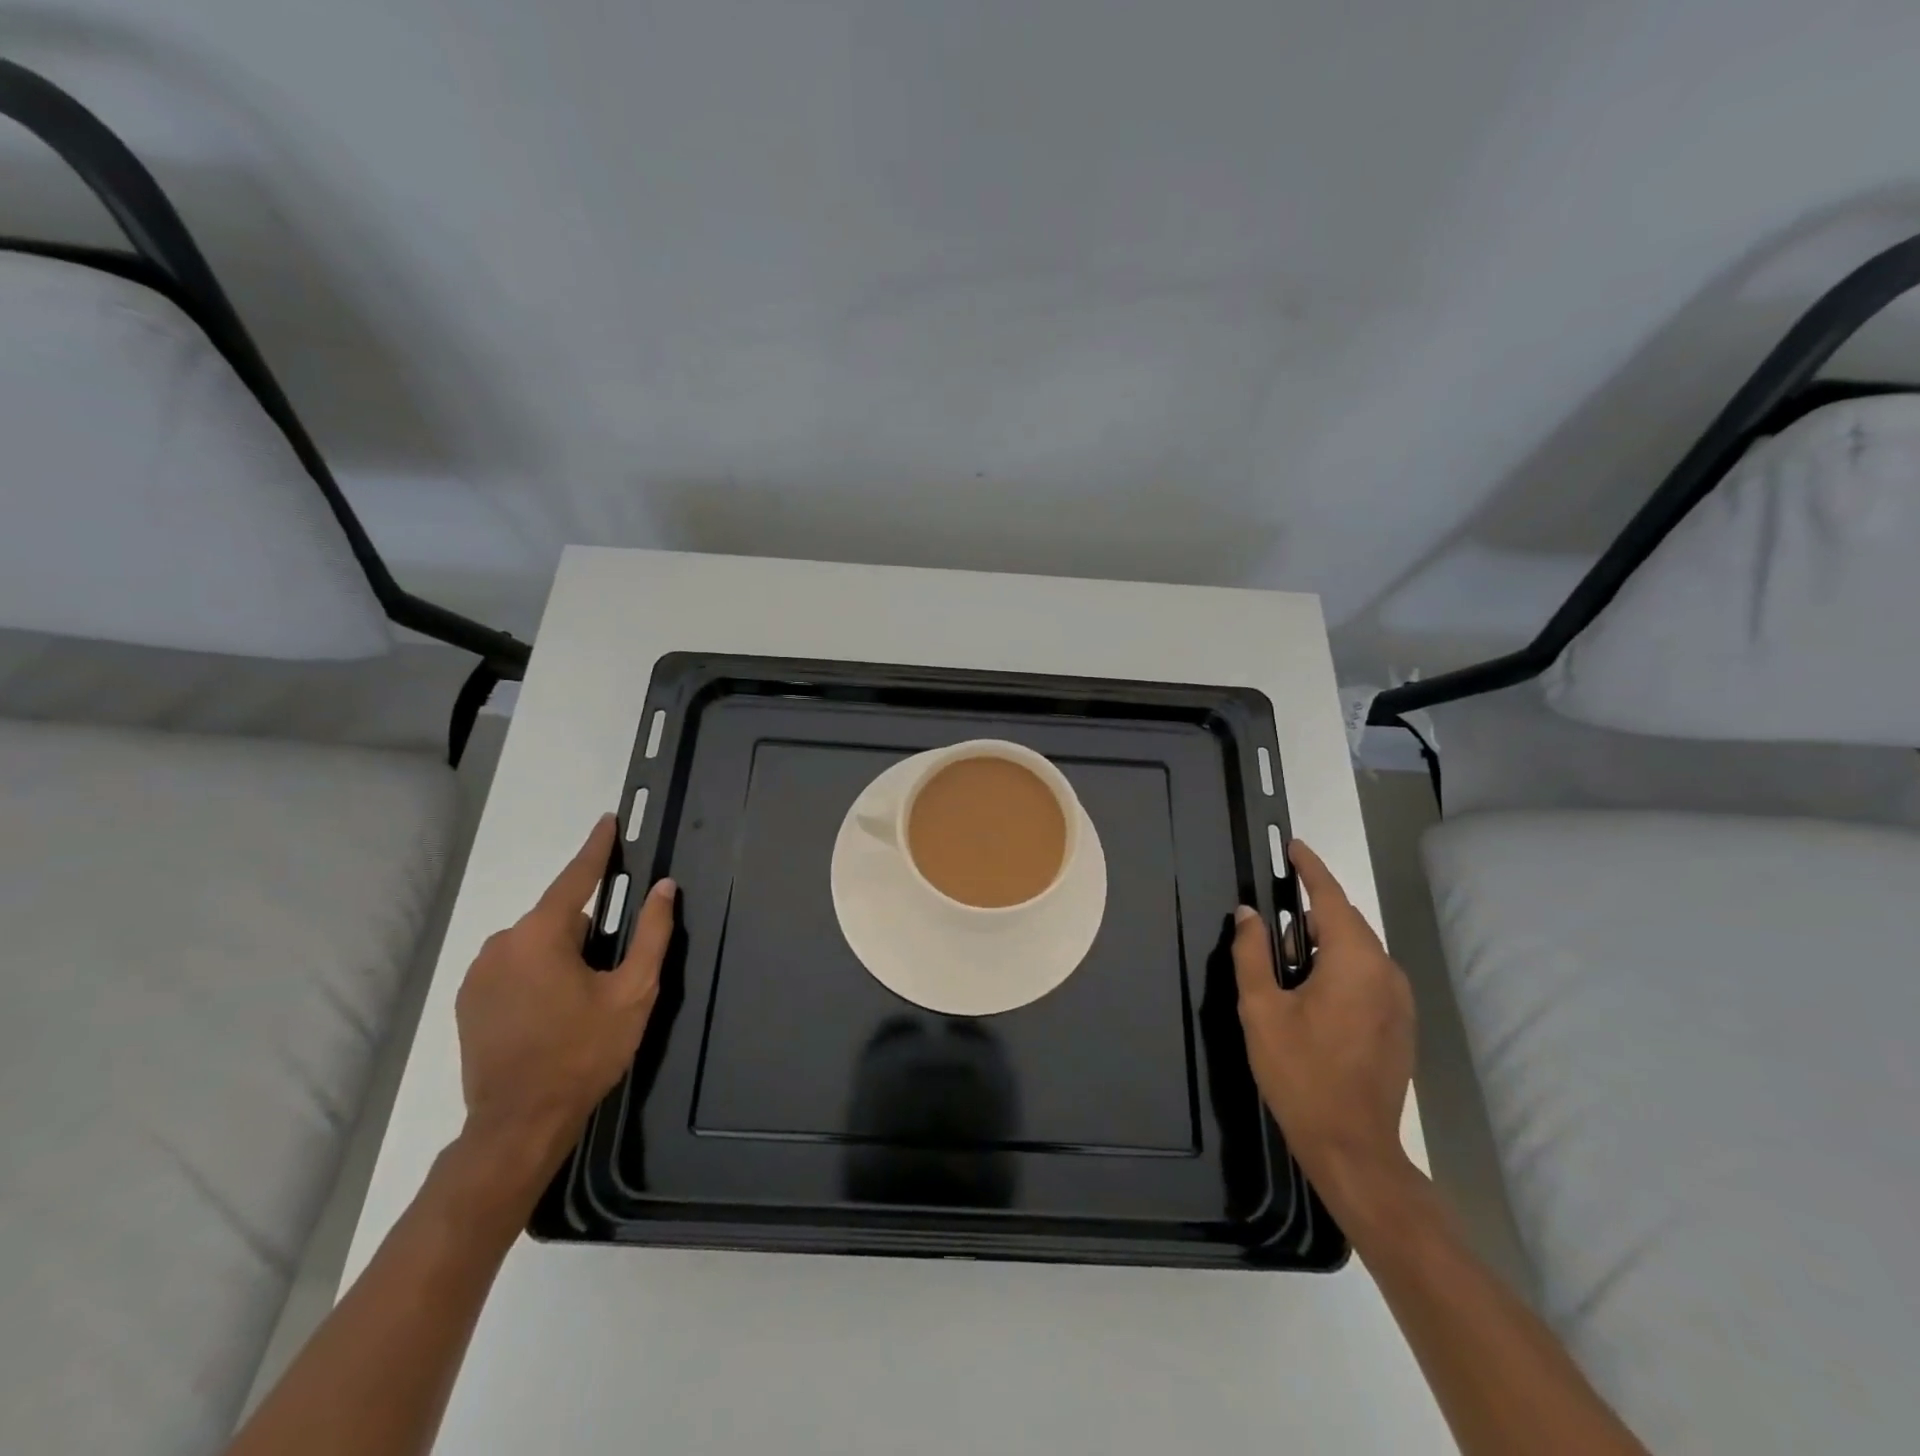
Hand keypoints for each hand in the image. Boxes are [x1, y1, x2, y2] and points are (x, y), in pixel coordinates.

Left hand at [453, 814, 675, 1184]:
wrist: (519, 1124)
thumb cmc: (583, 1053)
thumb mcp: (633, 992)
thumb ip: (652, 934)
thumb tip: (663, 888)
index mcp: (542, 935)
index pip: (577, 878)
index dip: (597, 848)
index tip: (609, 820)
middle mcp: (502, 943)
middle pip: (560, 916)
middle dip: (589, 930)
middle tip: (612, 971)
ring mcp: (480, 973)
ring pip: (537, 943)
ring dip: (564, 953)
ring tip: (583, 999)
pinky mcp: (470, 1000)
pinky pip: (515, 966)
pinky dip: (539, 972)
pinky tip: (553, 1011)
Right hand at [1233, 839, 1416, 1216]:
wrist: (1353, 1146)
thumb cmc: (1300, 1072)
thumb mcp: (1261, 1009)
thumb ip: (1252, 953)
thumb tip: (1248, 914)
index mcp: (1354, 961)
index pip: (1330, 898)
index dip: (1311, 869)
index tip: (1294, 846)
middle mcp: (1385, 971)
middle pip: (1346, 922)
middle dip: (1312, 909)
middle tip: (1273, 913)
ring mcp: (1399, 999)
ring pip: (1357, 950)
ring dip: (1323, 941)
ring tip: (1286, 956)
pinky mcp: (1401, 1023)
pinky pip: (1367, 974)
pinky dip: (1339, 965)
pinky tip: (1312, 988)